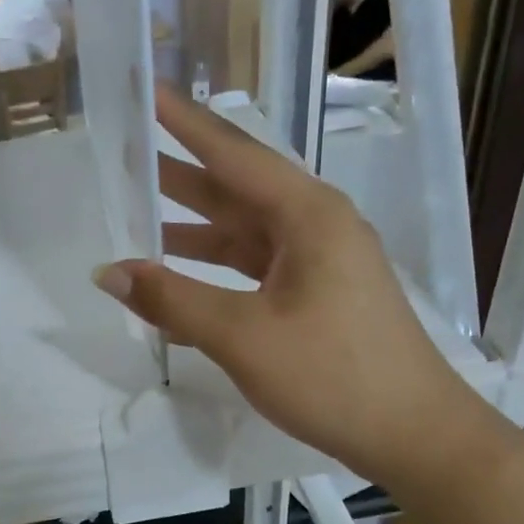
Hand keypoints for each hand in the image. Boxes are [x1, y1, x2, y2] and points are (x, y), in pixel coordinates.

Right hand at [92, 88, 472, 483]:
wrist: (413, 434)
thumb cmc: (333, 376)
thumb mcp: (244, 337)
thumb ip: (173, 301)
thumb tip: (109, 271)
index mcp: (307, 215)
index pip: (233, 153)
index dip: (183, 123)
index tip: (144, 90)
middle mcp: (316, 225)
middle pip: (236, 188)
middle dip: (180, 171)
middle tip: (126, 150)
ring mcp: (320, 261)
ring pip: (244, 230)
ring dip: (193, 224)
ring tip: (139, 210)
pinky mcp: (318, 294)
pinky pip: (255, 267)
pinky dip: (215, 269)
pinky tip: (179, 279)